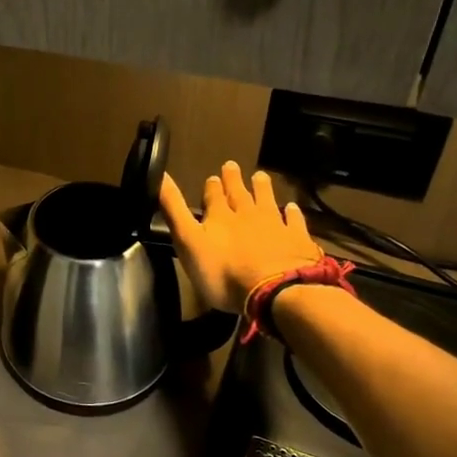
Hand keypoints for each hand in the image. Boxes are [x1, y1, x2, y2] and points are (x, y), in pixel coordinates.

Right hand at [159, 162, 322, 312]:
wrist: (274, 290)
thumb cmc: (223, 272)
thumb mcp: (188, 241)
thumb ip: (174, 210)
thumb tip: (159, 175)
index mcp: (220, 217)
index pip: (213, 196)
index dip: (211, 187)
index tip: (212, 177)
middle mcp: (247, 215)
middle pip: (240, 194)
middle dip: (234, 180)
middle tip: (232, 165)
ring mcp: (275, 226)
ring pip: (267, 201)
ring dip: (262, 188)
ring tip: (260, 175)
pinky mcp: (297, 240)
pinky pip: (295, 222)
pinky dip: (292, 213)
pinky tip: (293, 208)